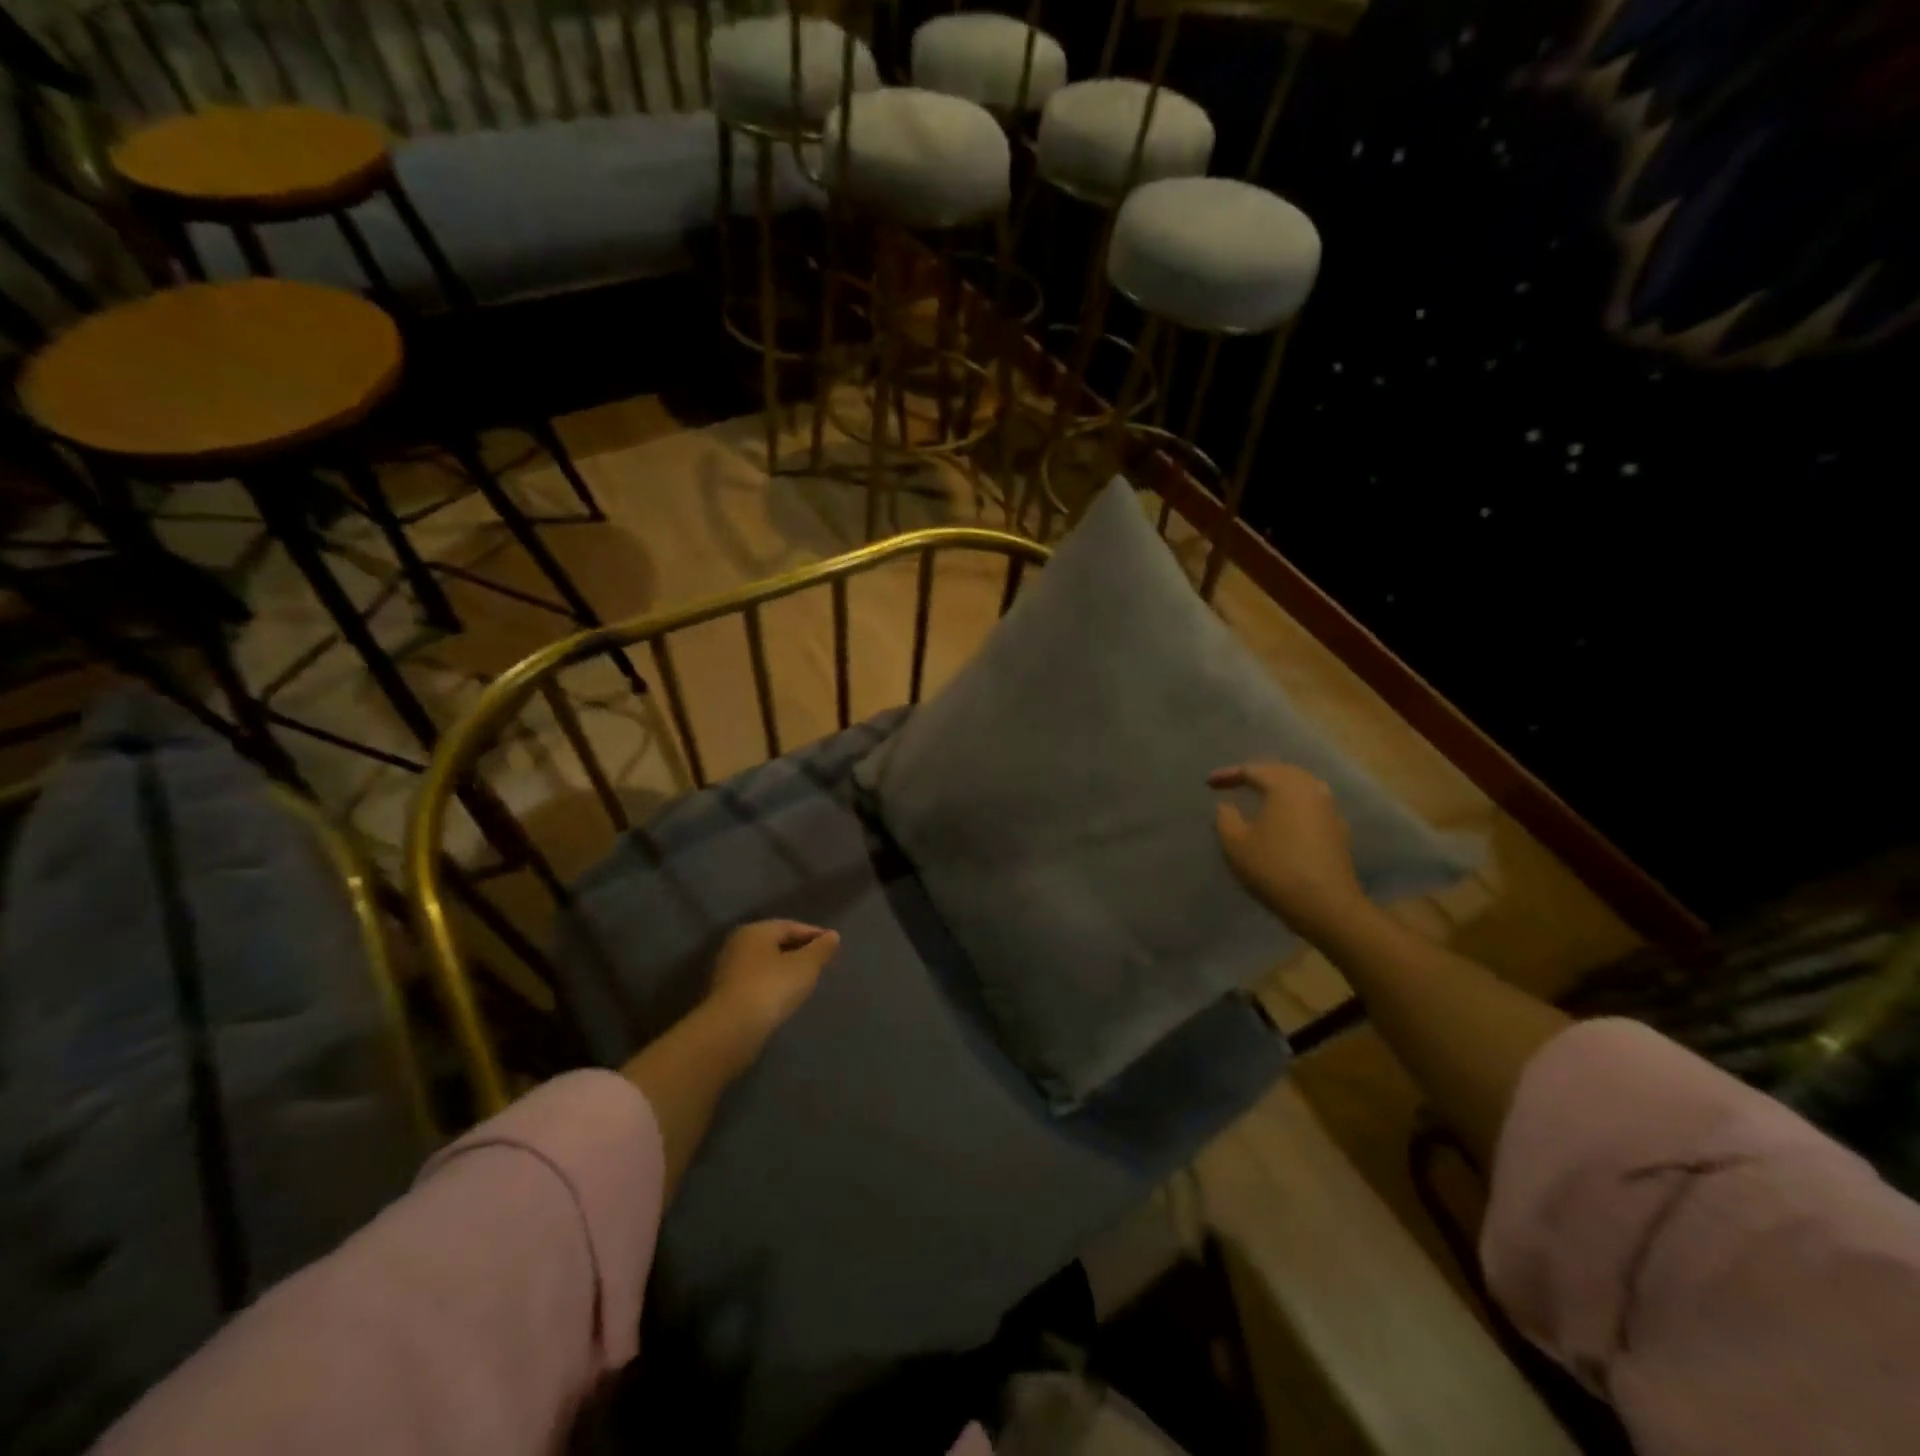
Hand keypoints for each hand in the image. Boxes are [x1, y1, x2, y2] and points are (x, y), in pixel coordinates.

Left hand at [704, 919, 841, 1050]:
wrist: (732, 1030)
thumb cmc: (772, 988)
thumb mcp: (806, 966)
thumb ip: (821, 949)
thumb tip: (833, 936)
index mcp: (755, 931)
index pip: (790, 926)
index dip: (814, 934)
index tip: (832, 946)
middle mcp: (738, 945)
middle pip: (775, 943)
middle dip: (799, 951)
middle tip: (820, 963)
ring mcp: (728, 971)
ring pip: (765, 964)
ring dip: (785, 970)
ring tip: (805, 982)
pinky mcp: (725, 995)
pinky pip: (756, 982)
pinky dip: (772, 985)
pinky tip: (784, 998)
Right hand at [1210, 762, 1370, 943]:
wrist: (1326, 905)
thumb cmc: (1275, 868)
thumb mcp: (1235, 843)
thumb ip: (1225, 818)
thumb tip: (1227, 806)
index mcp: (1286, 786)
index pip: (1253, 770)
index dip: (1228, 775)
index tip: (1209, 783)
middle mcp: (1311, 790)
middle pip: (1281, 772)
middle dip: (1257, 774)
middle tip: (1235, 782)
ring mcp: (1329, 810)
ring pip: (1301, 787)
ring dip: (1278, 787)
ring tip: (1259, 796)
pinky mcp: (1338, 831)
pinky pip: (1311, 805)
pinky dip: (1293, 805)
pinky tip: (1283, 818)